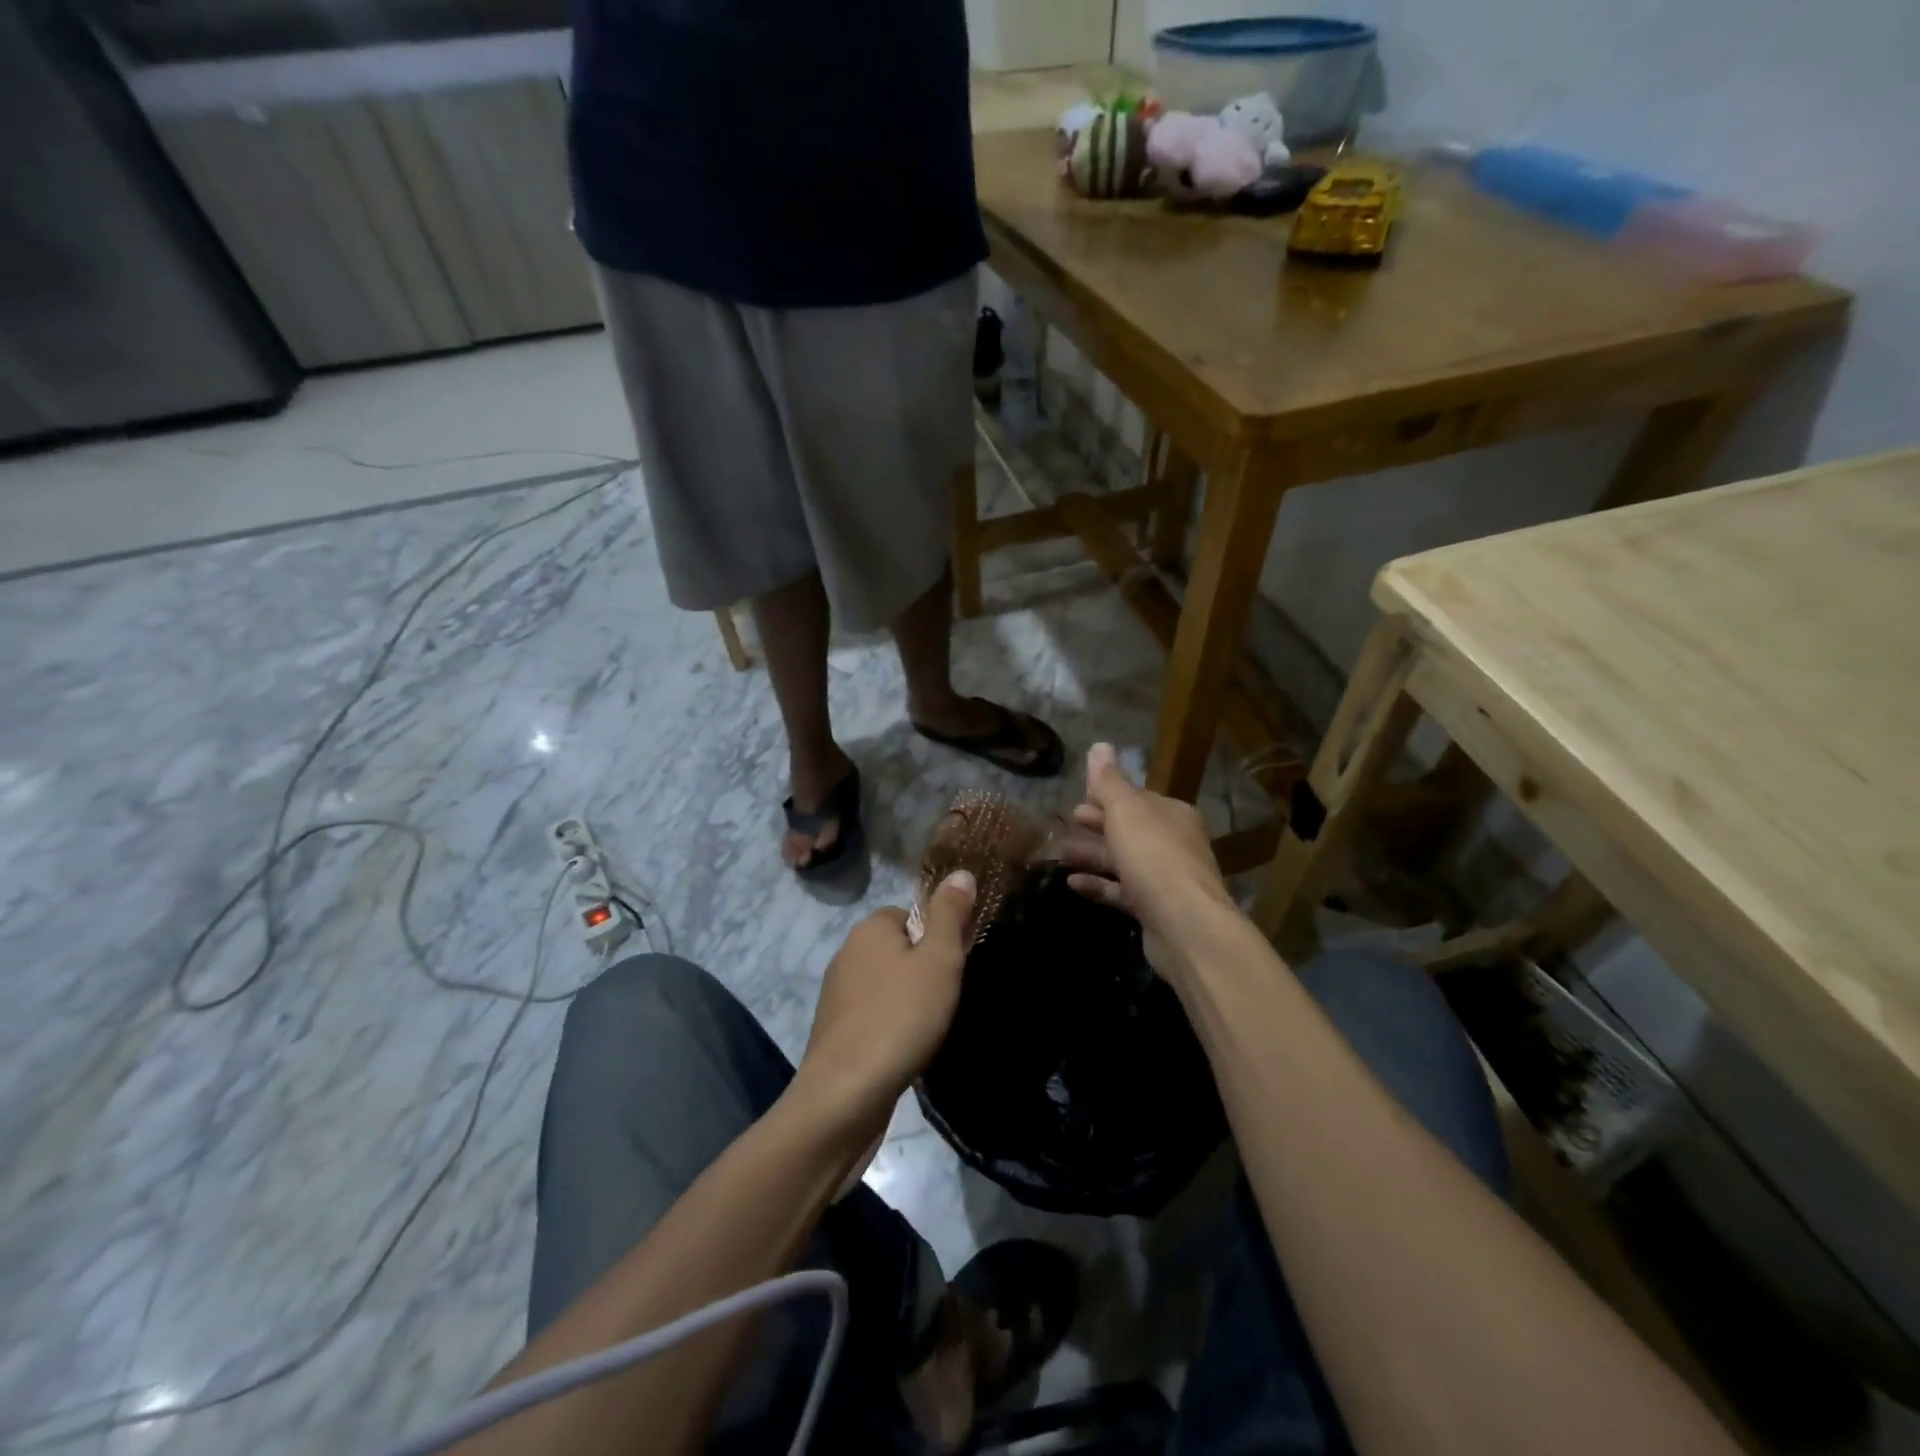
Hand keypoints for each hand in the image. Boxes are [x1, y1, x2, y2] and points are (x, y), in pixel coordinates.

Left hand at [794, 870, 976, 1134]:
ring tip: (927, 1029)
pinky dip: (891, 1027)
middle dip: (924, 971)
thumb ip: (950, 914)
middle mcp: (847, 953)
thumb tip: (960, 872)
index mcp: (869, 928)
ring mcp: (836, 994)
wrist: (845, 1094)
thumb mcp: (939, 959)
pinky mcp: (834, 1031)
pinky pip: (873, 1015)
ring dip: (908, 1002)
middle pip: (899, 950)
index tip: (953, 968)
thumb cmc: (900, 1017)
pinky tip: (904, 1050)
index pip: (911, 915)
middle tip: (944, 1000)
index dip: (938, 938)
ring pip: (887, 985)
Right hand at [1059, 743, 1237, 985]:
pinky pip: (1121, 892)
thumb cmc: (1154, 856)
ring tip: (1059, 853)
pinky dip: (1098, 885)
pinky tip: (1071, 883)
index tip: (1076, 799)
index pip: (1135, 799)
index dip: (1105, 797)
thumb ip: (1109, 781)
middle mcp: (1173, 843)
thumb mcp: (1126, 810)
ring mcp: (1165, 879)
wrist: (1185, 925)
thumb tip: (1099, 746)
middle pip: (1129, 829)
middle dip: (1097, 825)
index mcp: (1171, 814)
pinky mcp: (1154, 910)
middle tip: (1065, 822)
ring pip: (1123, 861)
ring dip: (1091, 855)